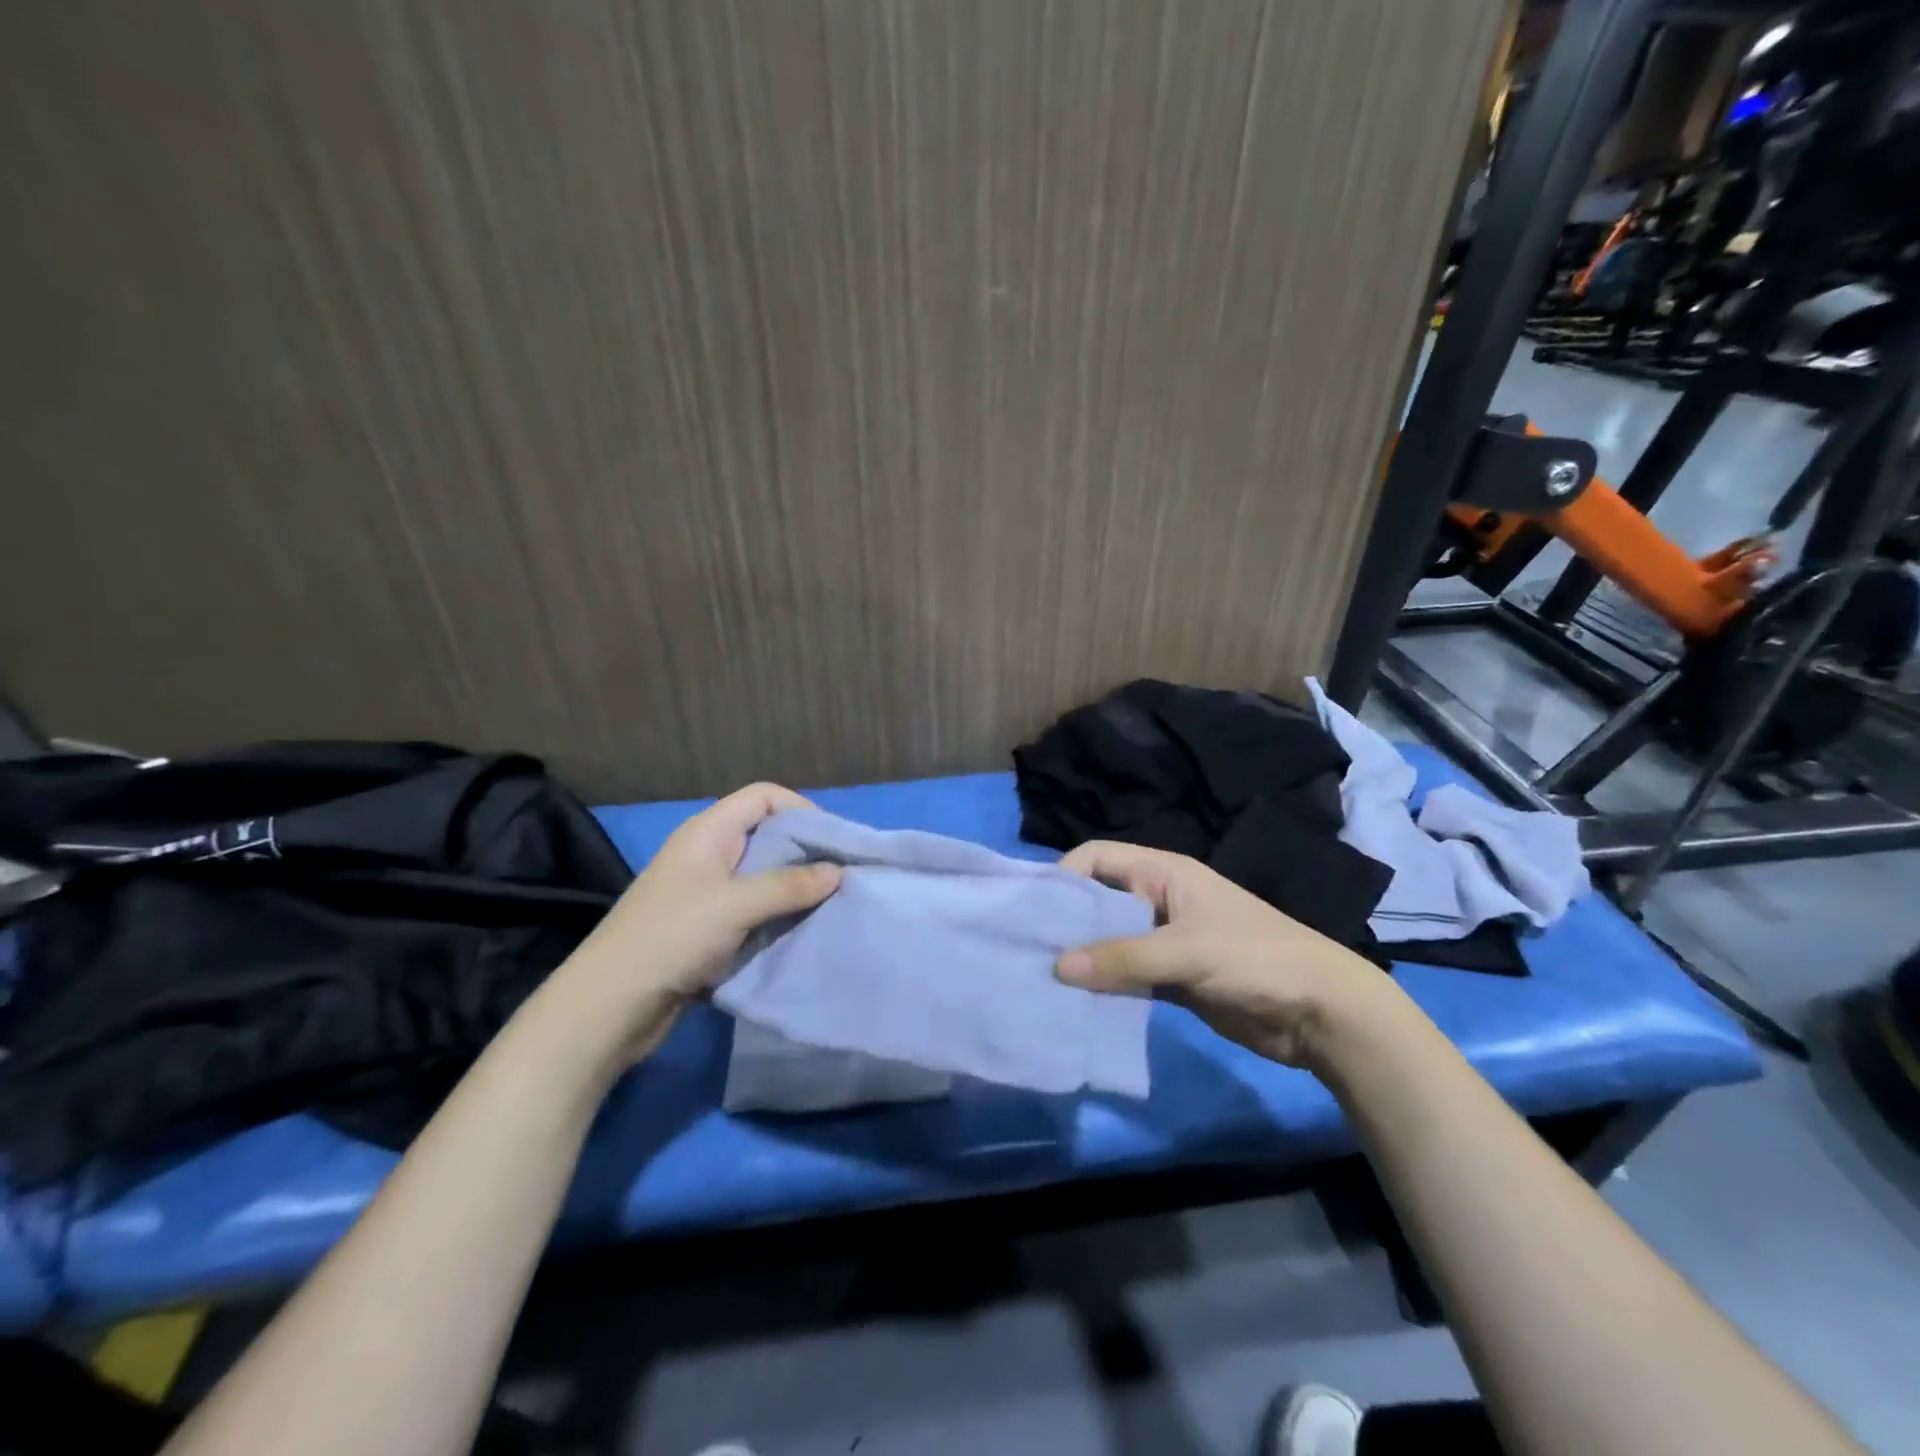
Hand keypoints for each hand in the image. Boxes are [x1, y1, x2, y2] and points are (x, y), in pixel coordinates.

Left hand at [535, 783, 840, 1063]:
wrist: (610, 1005)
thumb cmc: (672, 938)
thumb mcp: (736, 905)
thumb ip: (790, 885)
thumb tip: (838, 872)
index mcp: (708, 831)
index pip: (764, 797)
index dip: (801, 810)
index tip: (834, 841)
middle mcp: (709, 853)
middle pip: (767, 834)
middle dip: (805, 851)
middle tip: (842, 874)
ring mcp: (707, 891)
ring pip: (763, 874)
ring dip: (795, 887)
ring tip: (831, 902)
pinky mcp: (708, 925)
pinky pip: (754, 908)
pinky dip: (779, 913)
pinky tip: (802, 928)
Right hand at [1053, 841, 1398, 1069]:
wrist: (1323, 1013)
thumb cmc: (1256, 960)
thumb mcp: (1187, 952)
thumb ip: (1122, 959)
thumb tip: (1056, 967)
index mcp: (1163, 873)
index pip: (1098, 857)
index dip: (1064, 876)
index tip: (1033, 909)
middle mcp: (1158, 900)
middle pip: (1098, 900)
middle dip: (1066, 921)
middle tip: (1027, 949)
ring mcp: (1165, 940)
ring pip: (1110, 941)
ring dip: (1083, 957)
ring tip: (1042, 979)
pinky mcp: (1173, 978)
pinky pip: (1127, 976)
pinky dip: (1104, 986)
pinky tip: (1078, 1003)